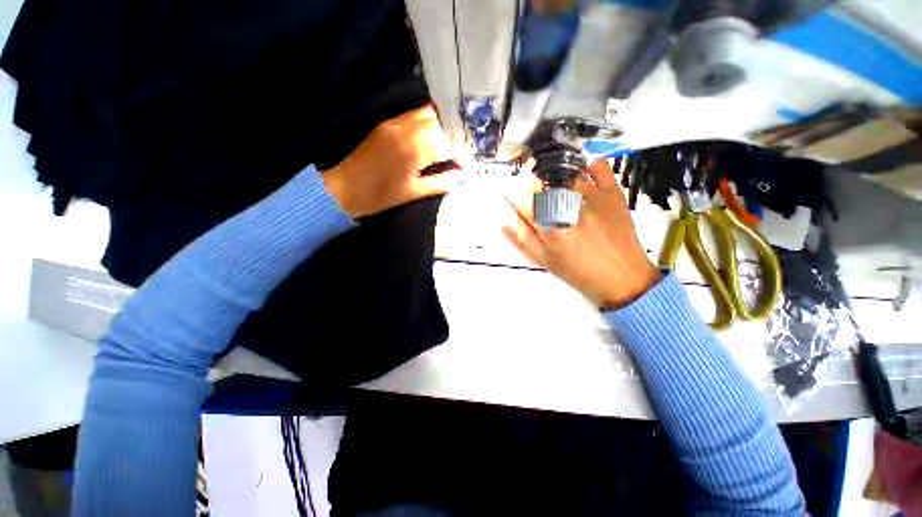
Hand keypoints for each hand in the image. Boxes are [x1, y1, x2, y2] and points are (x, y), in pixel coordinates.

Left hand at [323, 106, 462, 217]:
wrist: (345, 188)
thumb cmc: (380, 195)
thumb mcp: (414, 192)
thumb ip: (441, 182)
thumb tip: (462, 175)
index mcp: (414, 149)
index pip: (447, 144)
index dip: (461, 155)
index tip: (467, 166)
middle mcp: (406, 129)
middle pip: (439, 123)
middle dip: (453, 137)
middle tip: (459, 153)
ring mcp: (395, 122)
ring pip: (427, 114)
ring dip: (442, 127)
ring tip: (448, 145)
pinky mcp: (387, 123)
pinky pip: (414, 116)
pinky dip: (428, 124)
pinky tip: (431, 139)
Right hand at [503, 160, 660, 308]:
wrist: (622, 277)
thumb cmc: (581, 272)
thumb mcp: (545, 261)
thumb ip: (522, 239)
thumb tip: (505, 220)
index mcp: (550, 227)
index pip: (522, 200)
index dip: (513, 197)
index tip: (513, 198)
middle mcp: (569, 208)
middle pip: (541, 183)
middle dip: (531, 186)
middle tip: (534, 196)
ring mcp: (592, 197)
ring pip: (564, 172)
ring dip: (553, 177)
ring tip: (554, 189)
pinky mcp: (612, 194)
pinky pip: (599, 167)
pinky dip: (587, 165)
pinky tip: (580, 176)